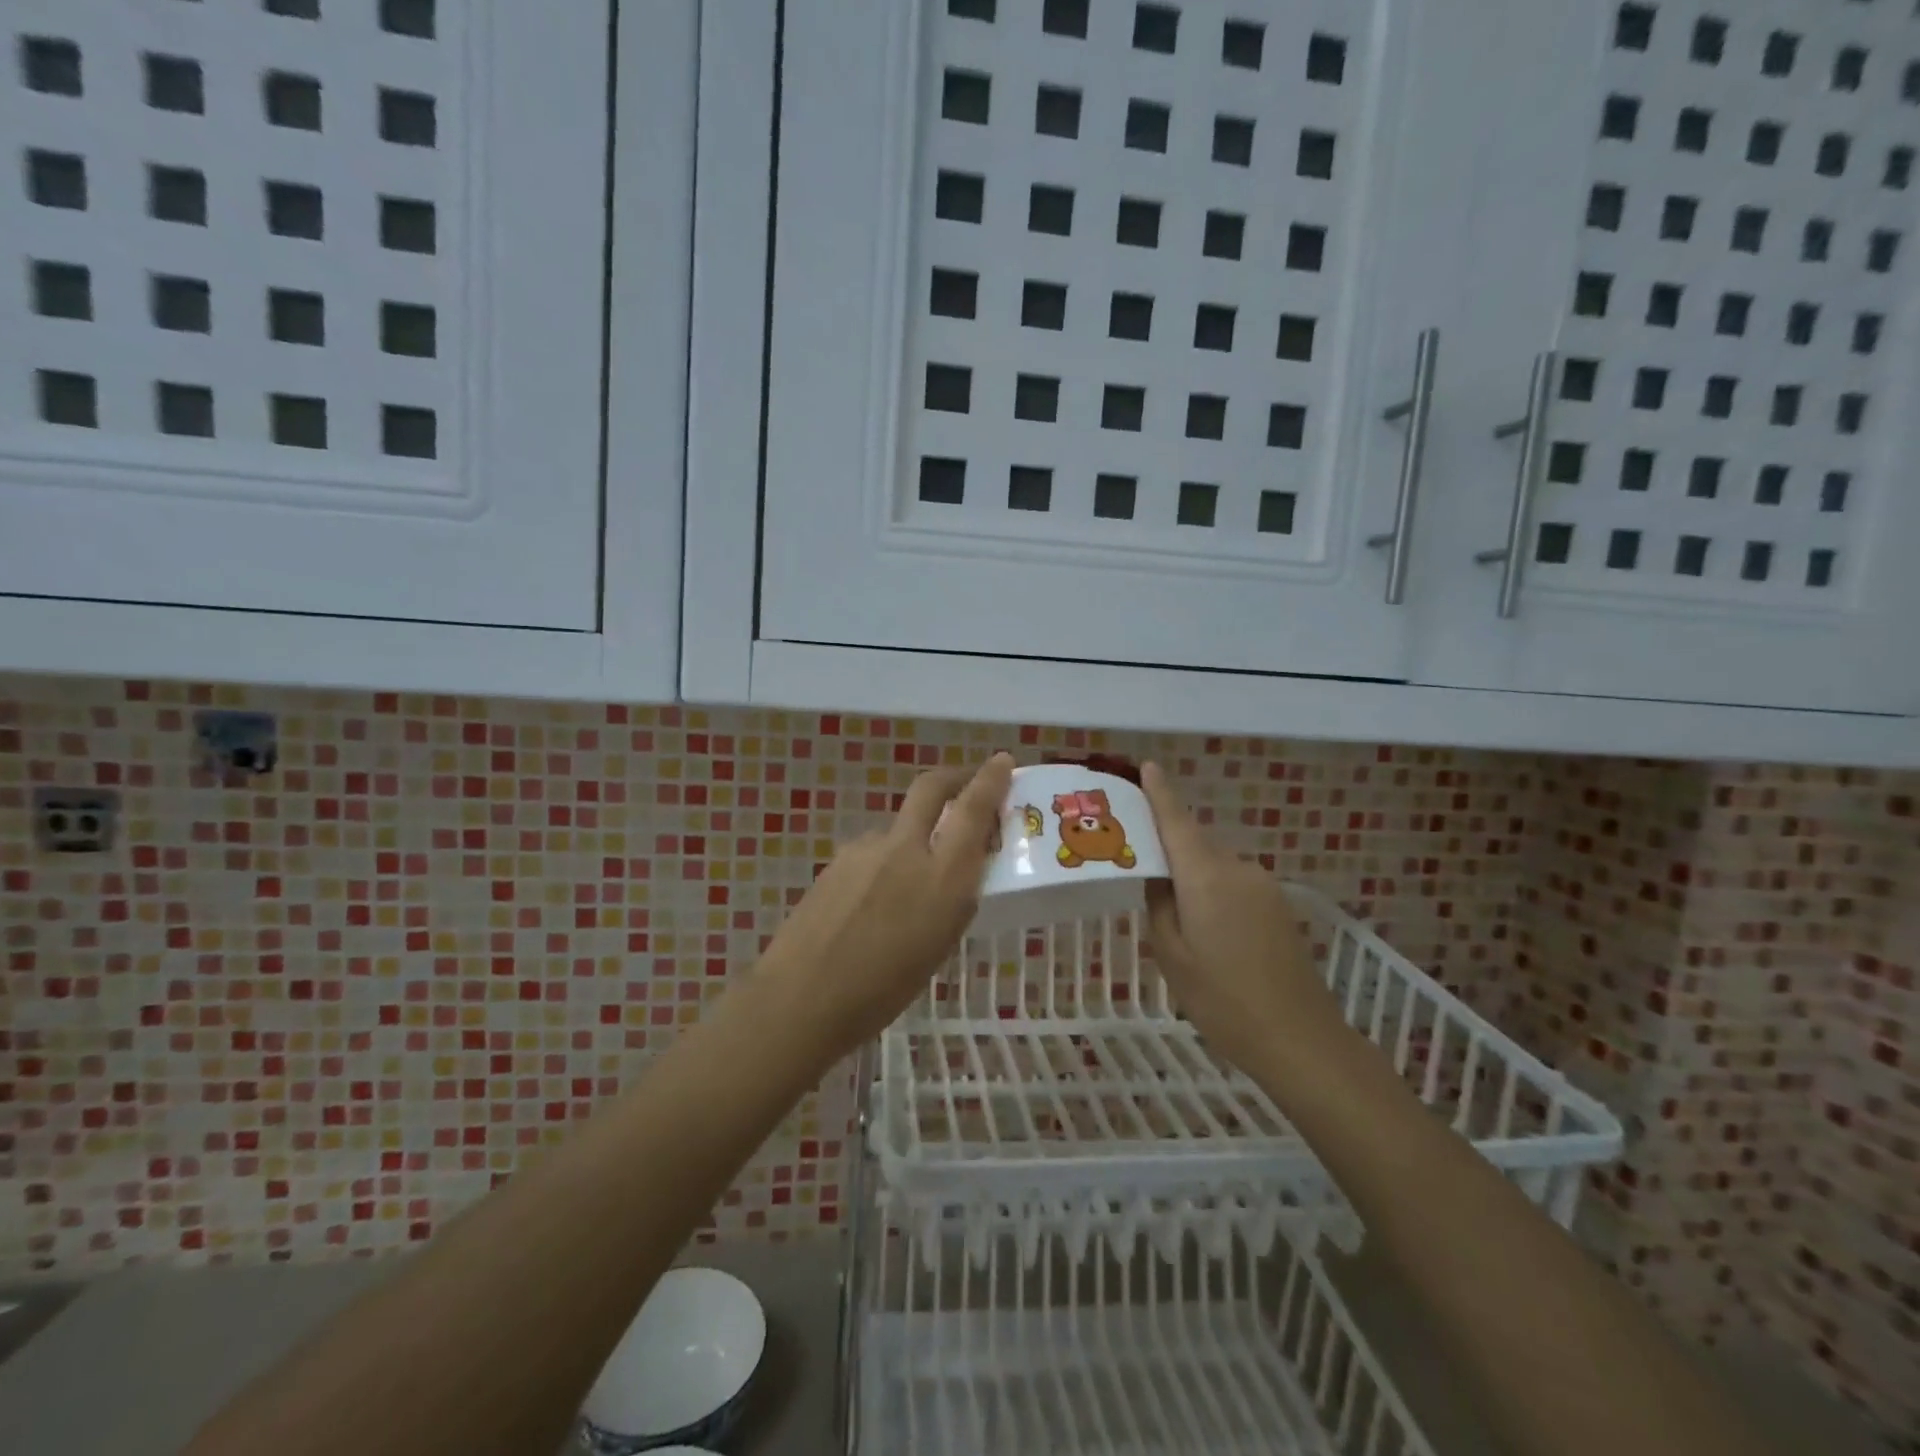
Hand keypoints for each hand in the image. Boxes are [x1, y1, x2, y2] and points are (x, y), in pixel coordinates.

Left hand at [761, 753, 1014, 1055]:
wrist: (802, 997)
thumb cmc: (883, 990)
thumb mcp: (940, 946)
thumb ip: (952, 898)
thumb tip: (955, 870)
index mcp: (941, 877)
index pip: (972, 809)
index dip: (990, 780)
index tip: (1003, 762)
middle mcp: (905, 849)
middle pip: (930, 788)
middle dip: (953, 777)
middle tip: (966, 784)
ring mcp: (865, 850)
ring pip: (899, 827)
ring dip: (915, 838)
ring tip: (910, 888)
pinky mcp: (837, 860)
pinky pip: (873, 851)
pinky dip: (886, 864)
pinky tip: (874, 904)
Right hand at [1140, 761, 1339, 1071]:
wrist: (1301, 1040)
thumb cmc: (1222, 1000)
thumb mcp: (1171, 955)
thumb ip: (1158, 905)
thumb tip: (1158, 876)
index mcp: (1205, 876)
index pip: (1176, 821)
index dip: (1160, 792)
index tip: (1146, 765)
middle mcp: (1237, 868)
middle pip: (1193, 843)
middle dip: (1166, 846)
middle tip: (1135, 863)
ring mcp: (1262, 886)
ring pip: (1213, 866)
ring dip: (1190, 876)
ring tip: (1171, 912)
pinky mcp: (1278, 905)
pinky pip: (1232, 883)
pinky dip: (1212, 891)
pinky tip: (1205, 928)